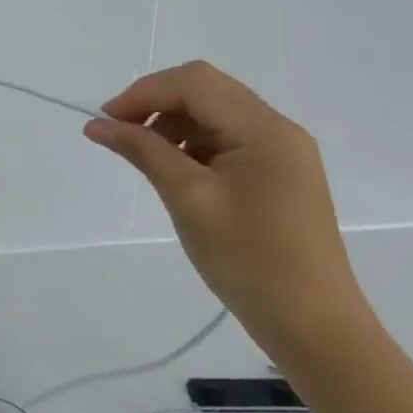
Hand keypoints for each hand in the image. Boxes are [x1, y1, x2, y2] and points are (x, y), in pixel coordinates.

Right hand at [84, 61, 374, 365]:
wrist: (315, 330)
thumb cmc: (250, 260)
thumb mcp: (188, 199)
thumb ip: (142, 150)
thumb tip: (97, 124)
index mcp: (264, 130)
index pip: (193, 83)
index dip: (144, 92)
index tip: (107, 121)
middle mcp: (278, 130)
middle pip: (204, 89)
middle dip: (156, 102)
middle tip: (120, 132)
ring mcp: (282, 152)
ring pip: (213, 111)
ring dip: (172, 121)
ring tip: (144, 154)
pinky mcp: (278, 173)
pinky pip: (226, 136)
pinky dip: (192, 141)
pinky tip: (175, 169)